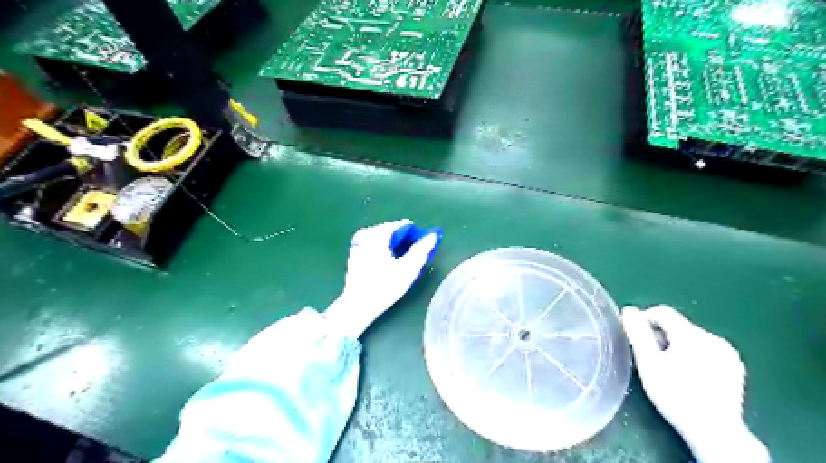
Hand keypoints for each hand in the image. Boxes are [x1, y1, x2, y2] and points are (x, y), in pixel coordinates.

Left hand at [323, 220, 441, 337]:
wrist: (358, 305)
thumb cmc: (384, 286)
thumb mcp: (408, 268)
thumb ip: (422, 249)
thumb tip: (432, 235)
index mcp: (378, 233)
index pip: (404, 225)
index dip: (416, 237)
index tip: (420, 252)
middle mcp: (366, 233)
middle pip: (394, 231)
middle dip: (404, 243)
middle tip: (410, 261)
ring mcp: (358, 243)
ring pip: (384, 239)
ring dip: (394, 248)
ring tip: (399, 266)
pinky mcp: (355, 253)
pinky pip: (375, 246)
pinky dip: (383, 252)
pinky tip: (386, 268)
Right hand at [623, 305, 771, 461]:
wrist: (715, 432)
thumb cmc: (675, 395)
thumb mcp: (649, 363)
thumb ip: (638, 333)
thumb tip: (629, 310)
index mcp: (692, 334)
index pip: (663, 312)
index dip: (644, 320)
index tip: (635, 338)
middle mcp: (714, 338)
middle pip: (678, 326)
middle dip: (661, 337)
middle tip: (650, 358)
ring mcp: (728, 353)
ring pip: (692, 338)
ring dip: (676, 346)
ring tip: (669, 369)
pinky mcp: (735, 367)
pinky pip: (706, 350)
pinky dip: (693, 356)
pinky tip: (689, 376)